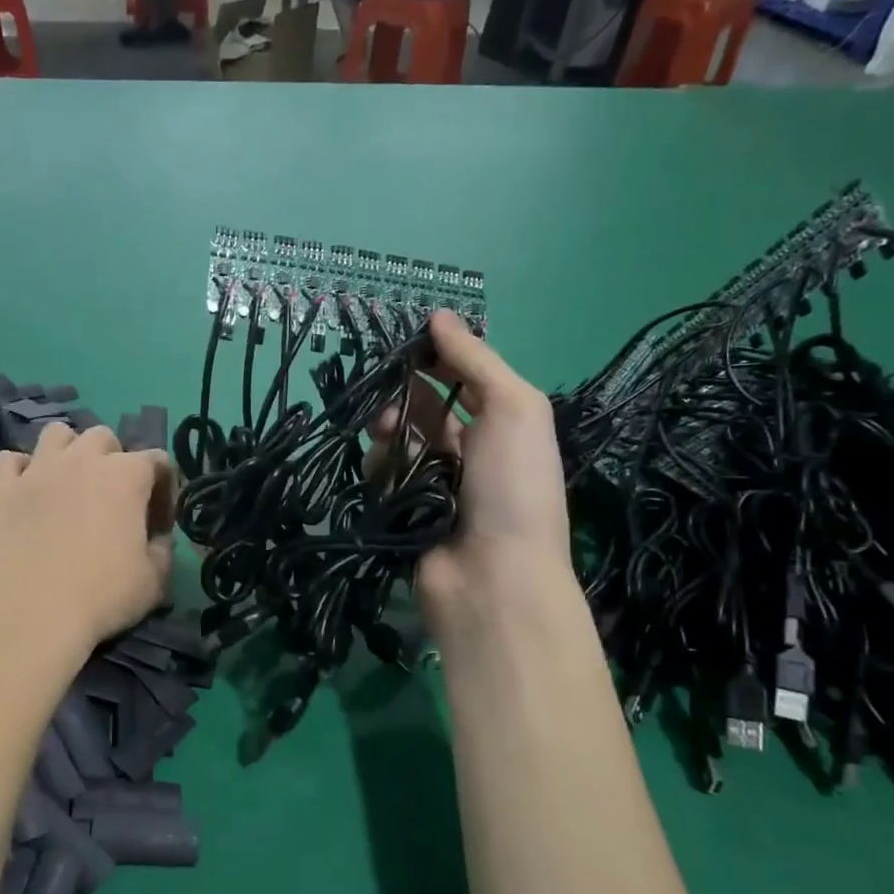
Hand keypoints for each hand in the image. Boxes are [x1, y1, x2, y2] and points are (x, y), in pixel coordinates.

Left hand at [0, 422, 176, 658]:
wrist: (30, 615)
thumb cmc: (103, 596)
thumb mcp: (155, 580)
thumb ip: (163, 548)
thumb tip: (157, 537)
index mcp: (127, 475)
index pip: (158, 460)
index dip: (164, 490)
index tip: (157, 524)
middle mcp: (83, 459)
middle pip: (104, 437)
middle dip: (114, 460)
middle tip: (111, 499)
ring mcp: (38, 469)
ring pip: (56, 434)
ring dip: (69, 451)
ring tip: (69, 484)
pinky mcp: (1, 488)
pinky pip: (9, 459)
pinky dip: (21, 470)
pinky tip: (27, 493)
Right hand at [370, 310, 571, 636]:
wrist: (493, 577)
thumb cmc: (512, 486)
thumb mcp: (514, 408)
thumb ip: (476, 360)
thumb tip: (439, 316)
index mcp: (503, 424)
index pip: (462, 378)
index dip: (435, 357)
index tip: (404, 342)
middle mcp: (469, 450)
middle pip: (423, 407)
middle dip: (403, 396)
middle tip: (388, 399)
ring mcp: (434, 483)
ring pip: (396, 440)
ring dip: (388, 433)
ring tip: (388, 440)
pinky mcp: (403, 510)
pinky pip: (381, 476)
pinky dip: (380, 470)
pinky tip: (385, 478)